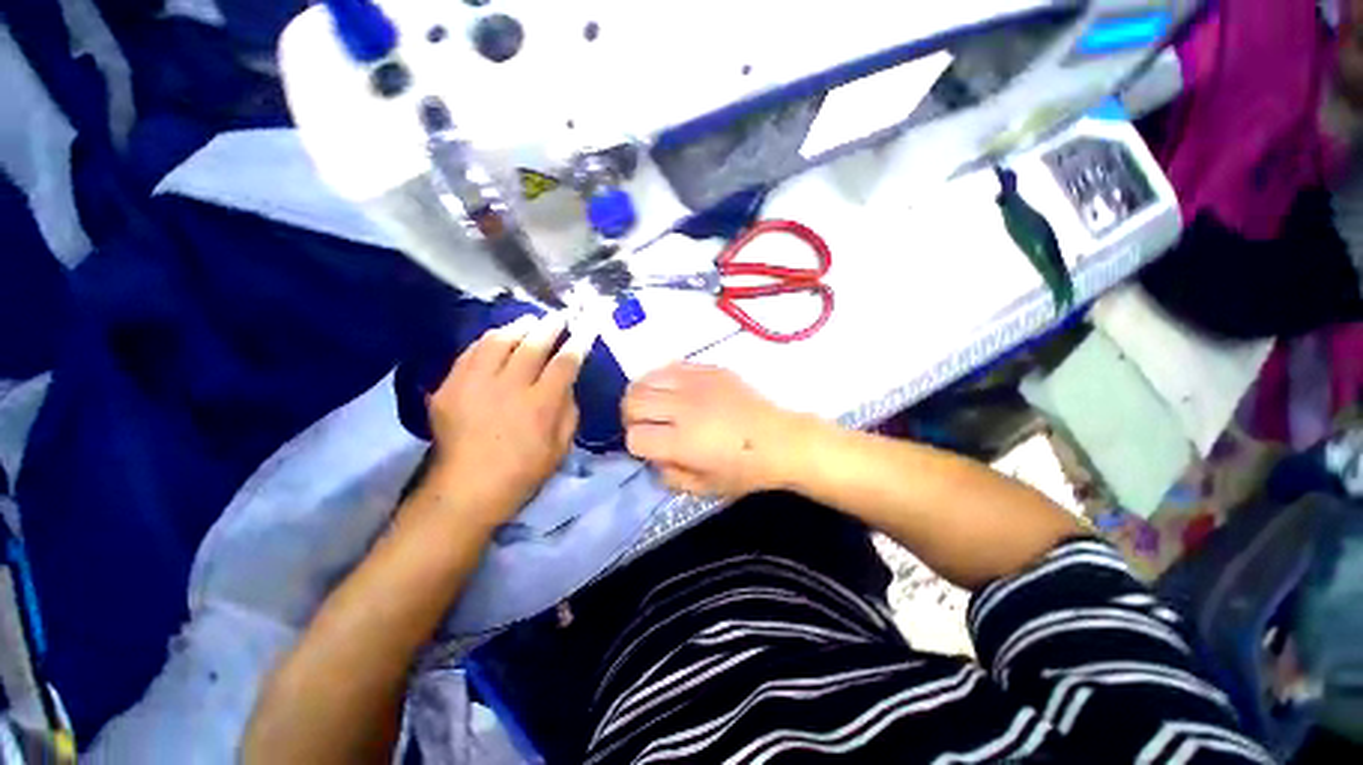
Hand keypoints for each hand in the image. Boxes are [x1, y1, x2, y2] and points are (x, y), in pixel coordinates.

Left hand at [425, 314, 585, 523]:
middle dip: (550, 326)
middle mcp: (508, 389)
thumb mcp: (561, 447)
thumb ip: (568, 410)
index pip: (564, 364)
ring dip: (519, 327)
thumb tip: (567, 381)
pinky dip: (488, 340)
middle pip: (532, 345)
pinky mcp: (449, 387)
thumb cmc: (522, 472)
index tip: (584, 331)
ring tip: (530, 322)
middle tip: (559, 316)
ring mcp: (474, 385)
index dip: (577, 344)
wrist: (464, 491)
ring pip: (499, 341)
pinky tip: (499, 337)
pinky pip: (471, 352)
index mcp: (539, 406)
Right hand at [622, 364, 809, 497]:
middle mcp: (684, 407)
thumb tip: (651, 455)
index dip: (636, 445)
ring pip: (646, 379)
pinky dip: (663, 379)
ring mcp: (696, 383)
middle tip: (645, 424)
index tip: (648, 447)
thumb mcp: (703, 488)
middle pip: (633, 402)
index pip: (635, 437)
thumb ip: (667, 474)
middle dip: (631, 416)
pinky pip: (670, 367)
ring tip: (655, 405)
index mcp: (683, 441)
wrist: (781, 440)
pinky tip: (674, 391)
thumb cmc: (744, 470)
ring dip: (642, 395)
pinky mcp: (709, 369)